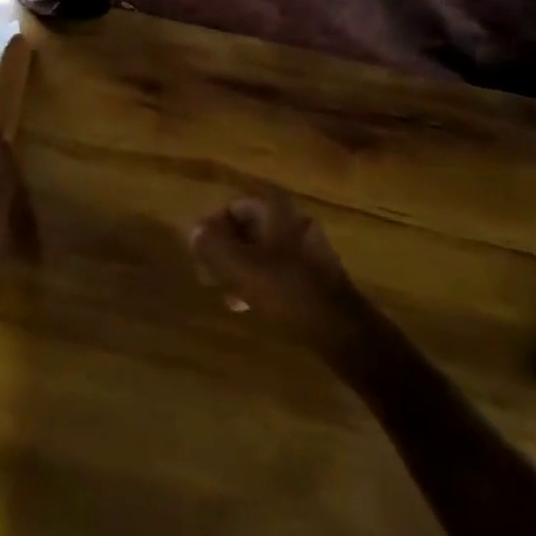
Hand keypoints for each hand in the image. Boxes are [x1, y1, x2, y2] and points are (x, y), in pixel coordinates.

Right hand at [189, 193, 367, 353]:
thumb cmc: (287, 291)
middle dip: (227, 249)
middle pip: (250, 228)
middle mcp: (295, 222)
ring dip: (242, 268)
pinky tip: (252, 305)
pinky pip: (280, 268)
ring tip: (227, 296)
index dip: (213, 225)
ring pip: (264, 250)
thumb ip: (212, 246)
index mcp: (277, 212)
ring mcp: (310, 248)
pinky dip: (262, 280)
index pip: (235, 206)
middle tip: (209, 274)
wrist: (342, 330)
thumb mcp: (240, 268)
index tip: (200, 251)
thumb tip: (192, 230)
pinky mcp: (318, 275)